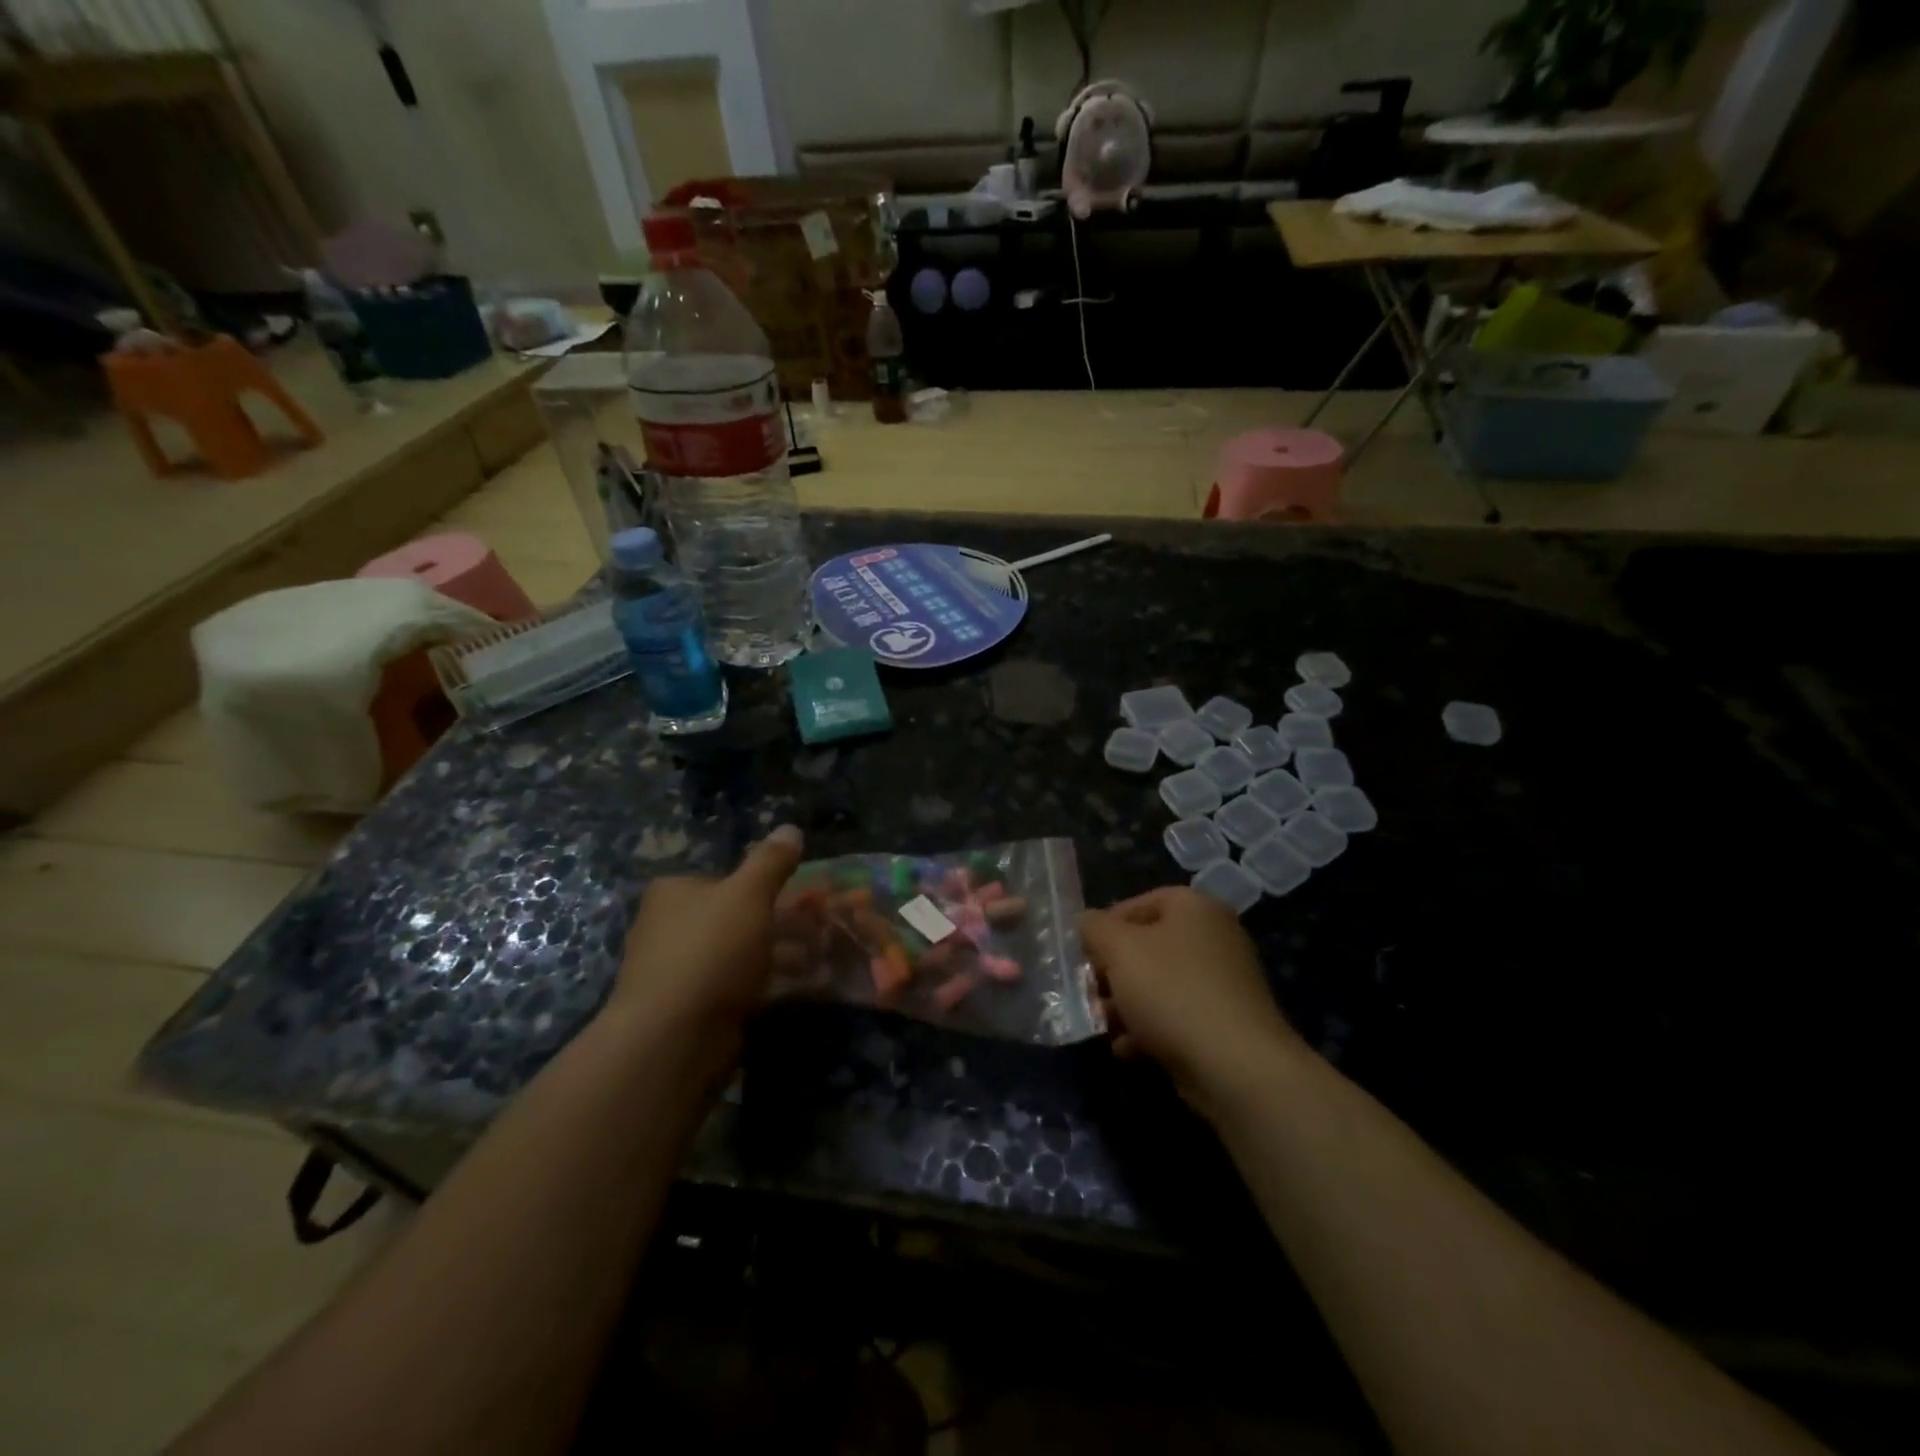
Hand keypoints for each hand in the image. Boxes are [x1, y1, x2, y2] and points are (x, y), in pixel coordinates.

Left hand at [609, 825, 804, 1040]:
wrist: (673, 1036)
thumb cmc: (711, 950)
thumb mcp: (749, 894)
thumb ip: (771, 862)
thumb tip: (790, 828)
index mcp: (674, 892)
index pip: (725, 879)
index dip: (764, 886)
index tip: (801, 896)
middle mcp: (670, 926)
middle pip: (736, 916)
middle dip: (779, 923)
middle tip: (819, 929)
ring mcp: (680, 970)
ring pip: (741, 953)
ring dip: (780, 954)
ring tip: (820, 958)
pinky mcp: (693, 1008)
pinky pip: (739, 986)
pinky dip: (768, 984)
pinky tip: (800, 987)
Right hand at [1079, 886, 1301, 1113]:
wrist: (1235, 1066)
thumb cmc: (1171, 991)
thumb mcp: (1119, 949)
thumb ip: (1095, 928)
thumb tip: (1086, 921)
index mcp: (1195, 908)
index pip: (1140, 902)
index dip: (1107, 924)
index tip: (1084, 952)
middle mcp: (1214, 937)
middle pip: (1148, 946)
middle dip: (1112, 971)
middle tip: (1088, 991)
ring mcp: (1223, 982)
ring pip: (1159, 984)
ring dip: (1125, 1003)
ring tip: (1102, 1023)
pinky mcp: (1224, 1023)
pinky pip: (1177, 1015)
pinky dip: (1149, 1028)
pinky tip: (1126, 1049)